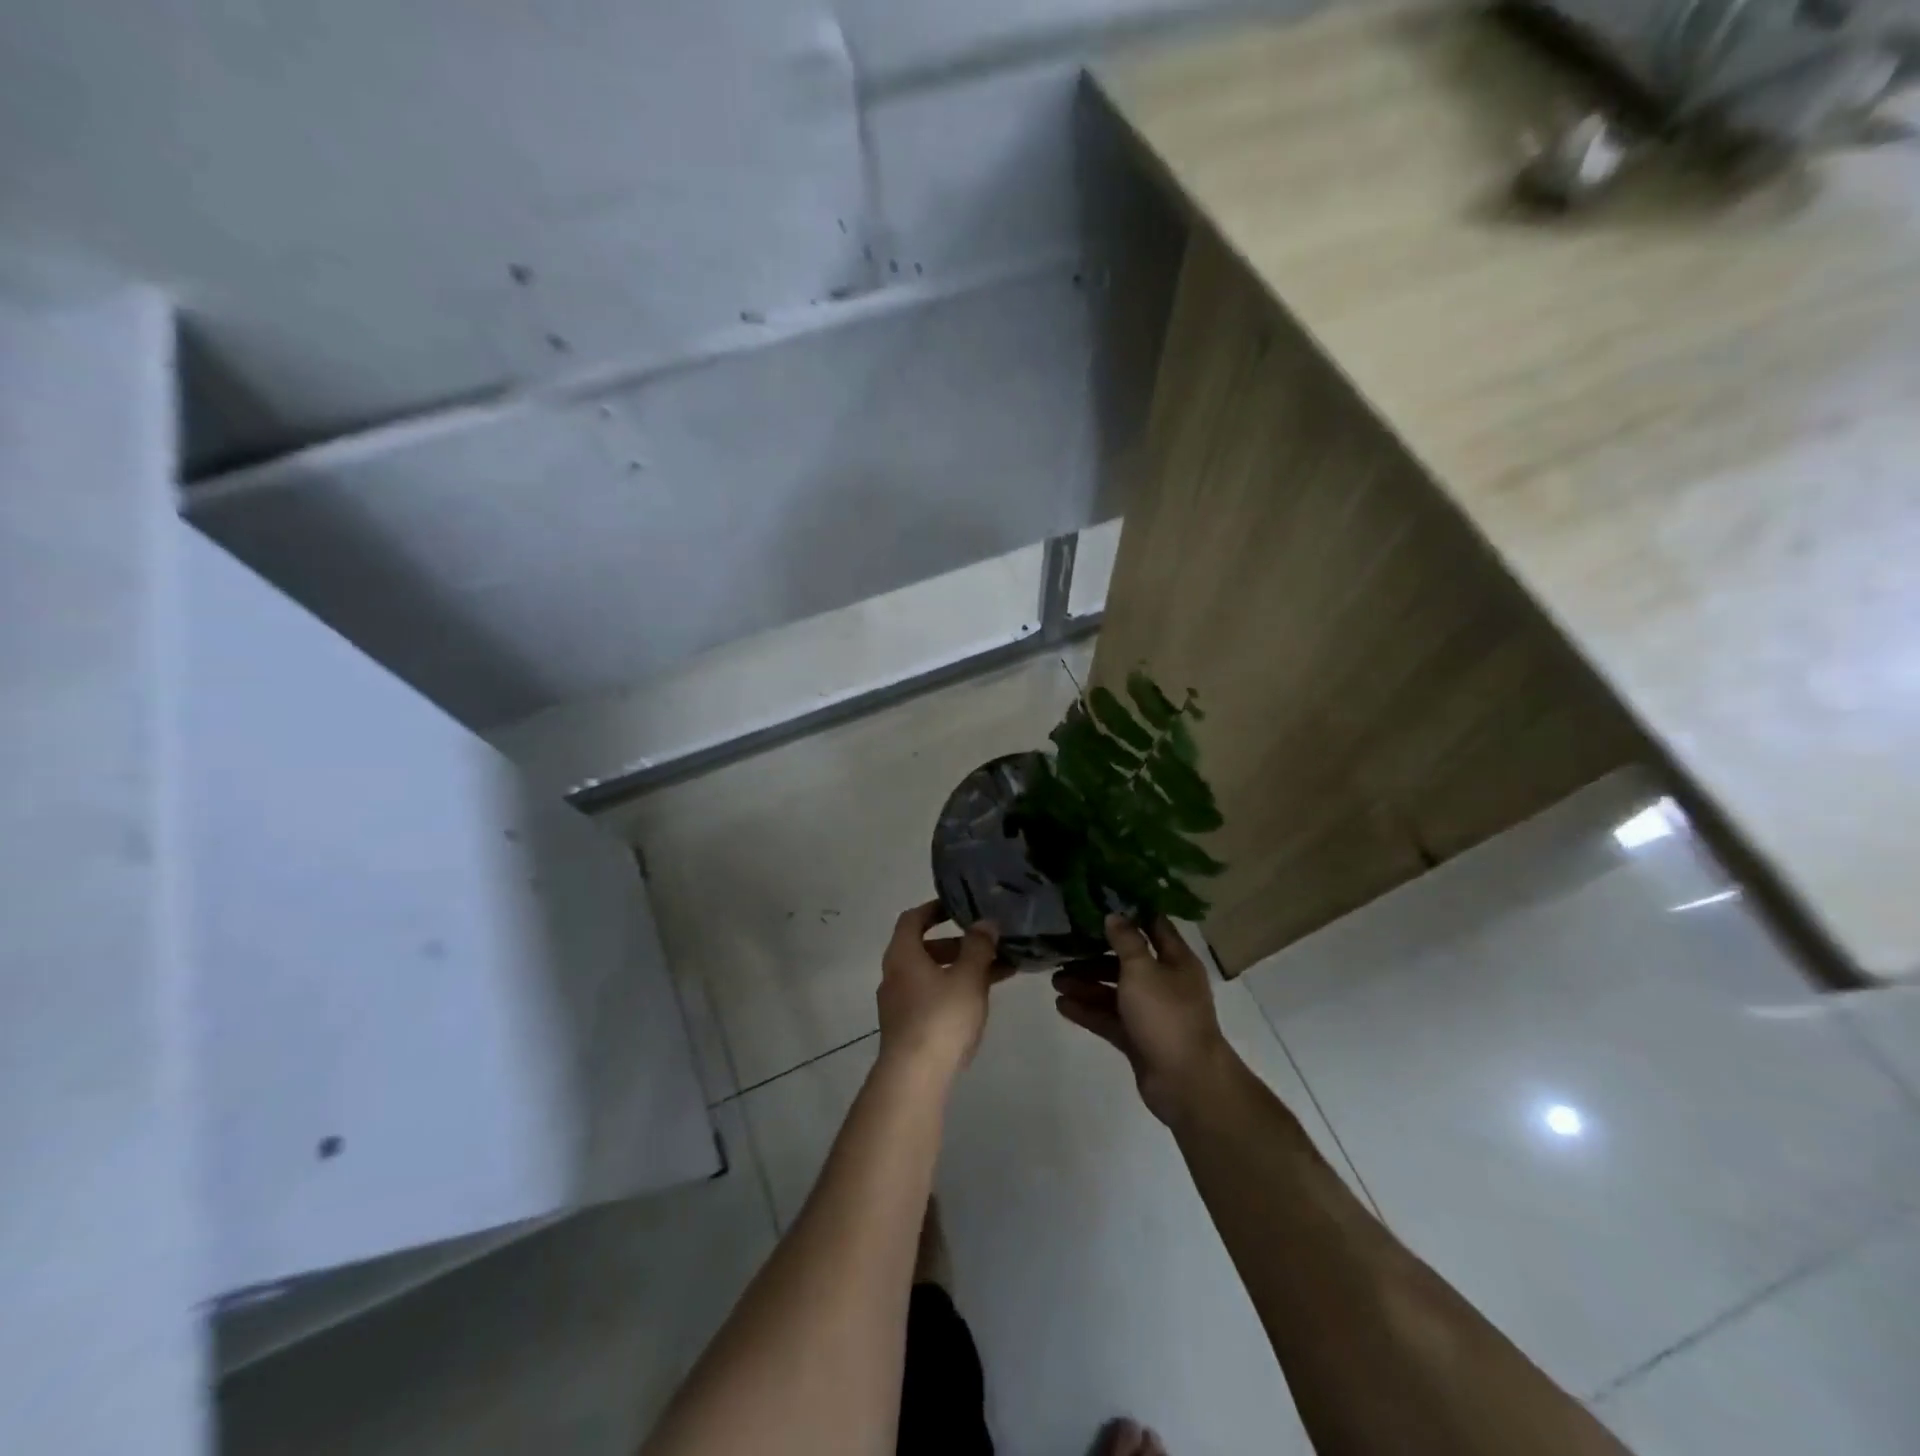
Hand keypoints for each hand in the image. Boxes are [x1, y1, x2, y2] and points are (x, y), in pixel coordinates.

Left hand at [877, 901, 1007, 1078]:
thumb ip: (978, 947)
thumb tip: (985, 922)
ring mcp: (898, 1005)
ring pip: (932, 977)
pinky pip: (932, 1000)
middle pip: (924, 949)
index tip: (959, 907)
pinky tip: (980, 1004)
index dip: (934, 909)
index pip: (913, 919)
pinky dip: (954, 993)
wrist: (914, 1078)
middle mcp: (894, 976)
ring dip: (962, 971)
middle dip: (959, 945)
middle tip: (988, 945)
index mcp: (902, 955)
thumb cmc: (940, 1017)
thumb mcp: (968, 977)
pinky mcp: (907, 1030)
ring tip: (998, 974)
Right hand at [1053, 915, 1236, 1126]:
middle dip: (1094, 956)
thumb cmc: (1166, 1015)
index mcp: (1176, 960)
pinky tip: (1062, 1005)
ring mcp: (1152, 1013)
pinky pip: (1109, 1018)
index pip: (1153, 926)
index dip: (1129, 913)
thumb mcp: (1142, 969)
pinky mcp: (1138, 1039)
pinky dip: (1088, 1011)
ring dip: (1086, 984)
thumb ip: (1126, 941)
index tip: (1099, 902)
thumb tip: (1114, 915)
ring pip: (1115, 991)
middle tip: (1064, 949)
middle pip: (1127, 961)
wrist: (1186, 1082)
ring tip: (1055, 980)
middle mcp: (1165, 983)